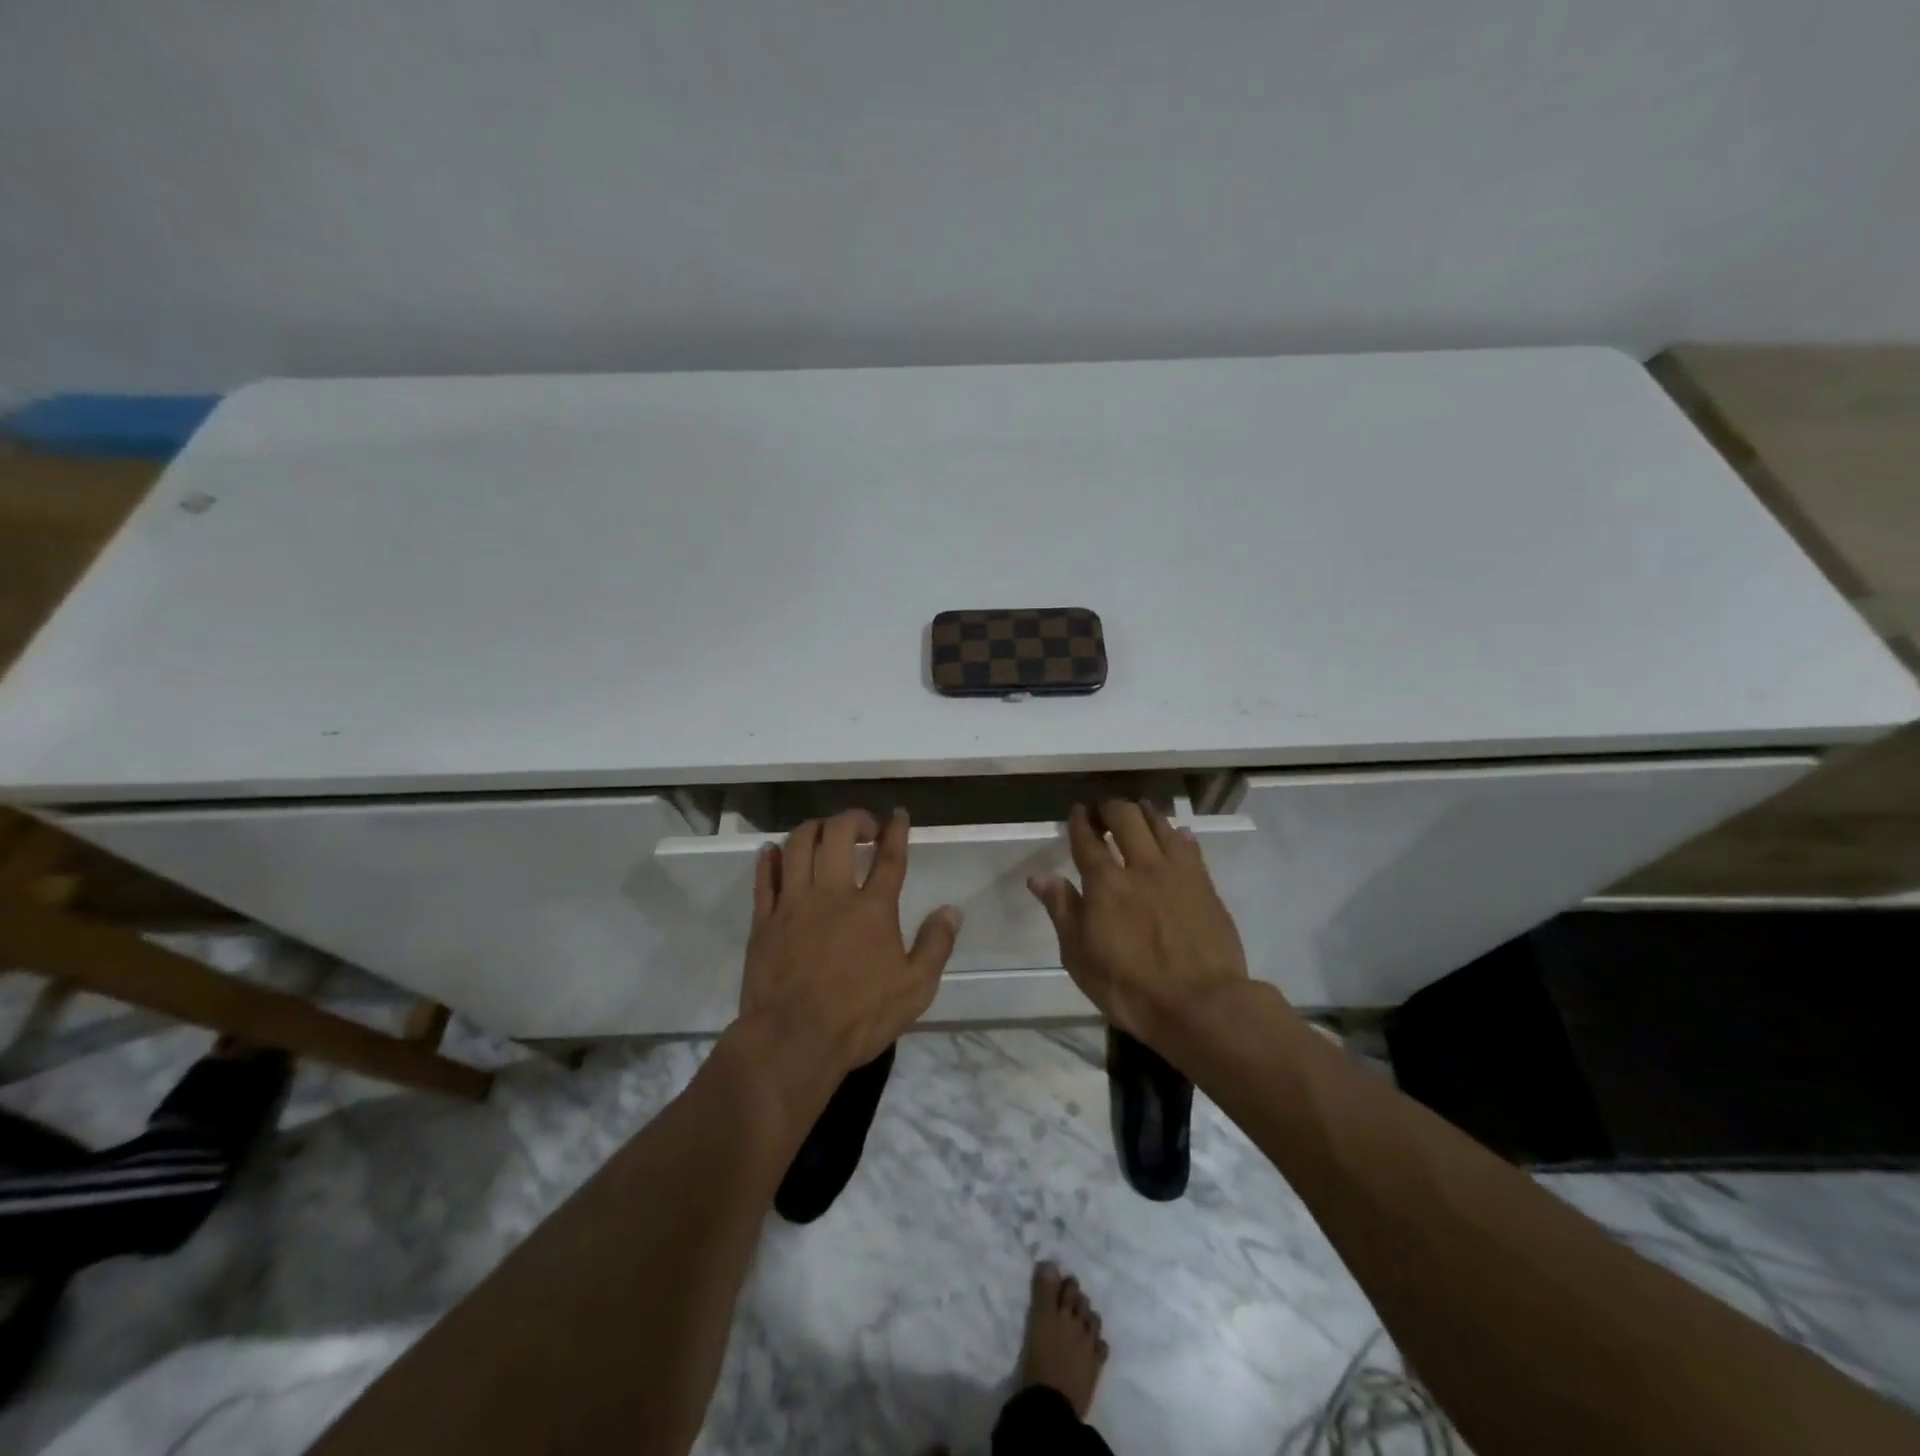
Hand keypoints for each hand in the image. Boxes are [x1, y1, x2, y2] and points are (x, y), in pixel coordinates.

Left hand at [738, 808, 960, 1080]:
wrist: (792, 1041)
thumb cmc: (859, 1017)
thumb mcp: (915, 989)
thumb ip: (936, 945)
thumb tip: (952, 910)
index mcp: (873, 908)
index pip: (889, 857)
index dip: (896, 830)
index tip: (899, 814)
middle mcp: (832, 894)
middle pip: (838, 834)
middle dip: (853, 819)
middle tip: (863, 827)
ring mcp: (793, 903)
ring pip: (798, 844)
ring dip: (813, 828)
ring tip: (824, 833)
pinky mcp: (763, 920)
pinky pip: (764, 877)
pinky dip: (769, 858)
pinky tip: (774, 851)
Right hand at [1028, 801, 1251, 1047]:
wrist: (1200, 1005)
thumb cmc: (1129, 988)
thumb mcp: (1080, 957)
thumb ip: (1062, 910)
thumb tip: (1039, 876)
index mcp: (1105, 883)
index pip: (1087, 840)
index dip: (1080, 822)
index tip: (1078, 812)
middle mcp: (1141, 867)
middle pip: (1126, 819)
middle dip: (1111, 809)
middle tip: (1104, 810)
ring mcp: (1177, 873)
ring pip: (1160, 825)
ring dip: (1145, 812)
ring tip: (1137, 810)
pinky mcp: (1205, 885)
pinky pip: (1190, 847)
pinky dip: (1178, 834)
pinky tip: (1176, 834)